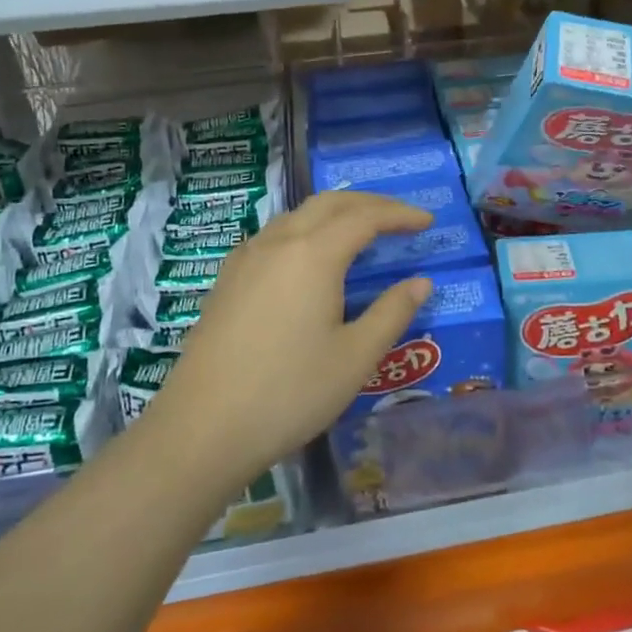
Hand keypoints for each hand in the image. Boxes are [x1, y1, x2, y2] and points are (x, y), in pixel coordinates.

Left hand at [136, 191, 434, 487]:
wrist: (202, 428)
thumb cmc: (289, 393)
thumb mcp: (355, 357)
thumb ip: (392, 313)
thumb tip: (421, 282)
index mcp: (313, 254)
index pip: (365, 217)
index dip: (400, 214)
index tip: (428, 221)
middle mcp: (278, 242)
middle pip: (329, 203)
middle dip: (369, 203)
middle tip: (400, 218)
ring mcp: (246, 258)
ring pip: (298, 216)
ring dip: (335, 214)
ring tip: (361, 234)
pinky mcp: (227, 278)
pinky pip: (275, 235)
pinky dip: (306, 231)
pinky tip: (311, 259)